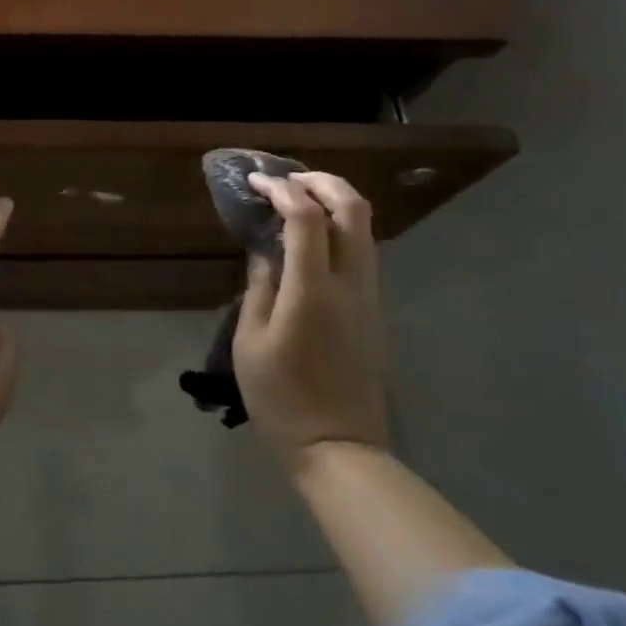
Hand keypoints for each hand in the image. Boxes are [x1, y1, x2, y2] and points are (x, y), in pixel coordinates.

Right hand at [232, 171, 387, 462]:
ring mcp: (369, 296)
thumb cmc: (281, 398)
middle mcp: (350, 284)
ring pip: (365, 228)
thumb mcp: (251, 341)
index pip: (306, 217)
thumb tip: (264, 250)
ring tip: (298, 199)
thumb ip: (259, 286)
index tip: (256, 182)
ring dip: (334, 201)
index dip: (281, 190)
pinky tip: (311, 236)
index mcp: (313, 291)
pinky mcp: (374, 309)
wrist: (339, 447)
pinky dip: (340, 227)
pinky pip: (363, 250)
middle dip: (321, 181)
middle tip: (287, 179)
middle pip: (353, 209)